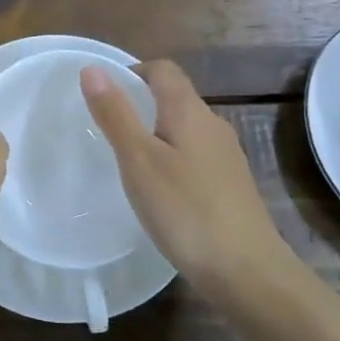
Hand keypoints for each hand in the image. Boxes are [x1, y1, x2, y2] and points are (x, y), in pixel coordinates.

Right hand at [81, 59, 287, 294]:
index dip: (133, 72)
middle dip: (141, 104)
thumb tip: (92, 68)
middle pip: (175, 97)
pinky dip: (172, 160)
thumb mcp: (139, 160)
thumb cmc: (185, 210)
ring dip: (156, 134)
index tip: (104, 97)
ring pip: (185, 129)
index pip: (162, 70)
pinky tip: (160, 192)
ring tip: (128, 163)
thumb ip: (115, 113)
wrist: (247, 272)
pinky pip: (195, 156)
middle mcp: (213, 125)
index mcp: (189, 111)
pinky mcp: (231, 185)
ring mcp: (226, 157)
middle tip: (108, 131)